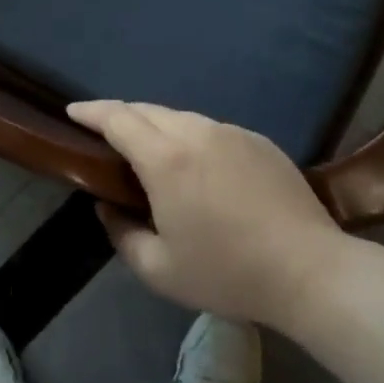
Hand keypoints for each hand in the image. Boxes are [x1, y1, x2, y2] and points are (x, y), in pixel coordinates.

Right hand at [68, 100, 353, 327]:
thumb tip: (107, 208)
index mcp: (165, 159)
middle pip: (146, 110)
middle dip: (119, 115)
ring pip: (180, 117)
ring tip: (150, 149)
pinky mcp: (258, 140)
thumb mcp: (160, 271)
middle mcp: (194, 132)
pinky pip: (211, 129)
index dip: (90, 112)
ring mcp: (230, 132)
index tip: (72, 111)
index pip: (116, 118)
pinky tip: (198, 164)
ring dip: (156, 125)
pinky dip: (191, 136)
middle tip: (105, 132)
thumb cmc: (228, 273)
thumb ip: (122, 235)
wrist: (311, 271)